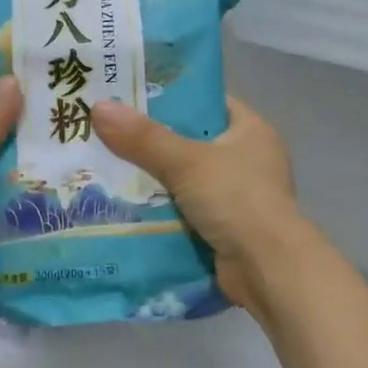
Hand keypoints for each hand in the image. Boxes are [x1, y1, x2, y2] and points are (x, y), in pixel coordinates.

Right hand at [89, 96, 309, 320]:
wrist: (268, 269)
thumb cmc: (236, 200)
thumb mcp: (186, 162)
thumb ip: (144, 138)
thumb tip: (99, 107)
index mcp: (252, 131)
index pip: (207, 103)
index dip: (171, 99)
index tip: (130, 98)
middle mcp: (250, 159)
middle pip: (192, 142)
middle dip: (153, 142)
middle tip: (108, 134)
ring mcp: (240, 196)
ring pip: (187, 179)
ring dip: (155, 179)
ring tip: (108, 168)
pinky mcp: (228, 227)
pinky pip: (187, 209)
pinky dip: (163, 209)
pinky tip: (126, 206)